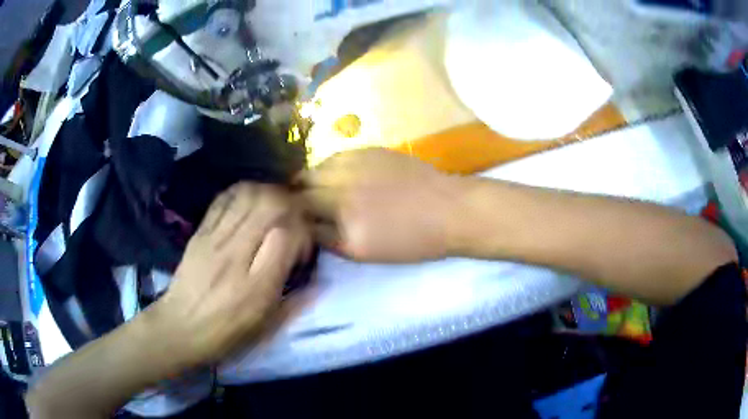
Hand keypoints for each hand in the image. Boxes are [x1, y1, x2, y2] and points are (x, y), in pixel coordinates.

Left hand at [151, 183, 310, 367]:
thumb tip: (320, 280)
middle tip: (294, 219)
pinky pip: (224, 198)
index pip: (287, 235)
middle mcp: (236, 255)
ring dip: (268, 194)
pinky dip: (243, 192)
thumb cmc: (227, 333)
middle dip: (291, 205)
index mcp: (256, 286)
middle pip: (269, 205)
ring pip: (248, 194)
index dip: (303, 233)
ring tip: (274, 208)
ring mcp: (214, 239)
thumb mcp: (266, 327)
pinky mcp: (200, 231)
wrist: (180, 327)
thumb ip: (296, 301)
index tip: (303, 248)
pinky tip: (249, 203)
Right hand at [300, 148, 462, 262]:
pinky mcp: (368, 150)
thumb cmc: (411, 240)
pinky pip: (335, 156)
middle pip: (302, 186)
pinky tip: (338, 174)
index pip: (301, 213)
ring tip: (317, 187)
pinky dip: (329, 166)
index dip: (294, 216)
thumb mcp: (365, 253)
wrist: (448, 210)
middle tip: (302, 203)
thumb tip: (307, 226)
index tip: (295, 219)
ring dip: (310, 178)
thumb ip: (330, 239)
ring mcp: (355, 164)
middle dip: (296, 194)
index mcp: (343, 222)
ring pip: (315, 166)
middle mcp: (343, 189)